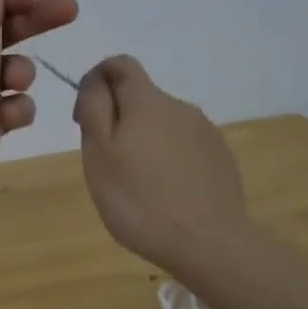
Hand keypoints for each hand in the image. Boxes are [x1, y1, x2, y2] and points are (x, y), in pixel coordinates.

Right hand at [72, 55, 250, 275]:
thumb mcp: (99, 153)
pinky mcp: (220, 157)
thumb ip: (95, 107)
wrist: (209, 244)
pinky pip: (184, 146)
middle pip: (140, 97)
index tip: (87, 118)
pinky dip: (168, 159)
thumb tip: (96, 80)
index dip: (97, 81)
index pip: (119, 64)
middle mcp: (180, 106)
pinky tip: (167, 193)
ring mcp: (205, 131)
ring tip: (138, 185)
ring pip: (162, 123)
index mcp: (147, 100)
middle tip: (108, 165)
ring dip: (144, 141)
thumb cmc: (140, 200)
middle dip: (119, 119)